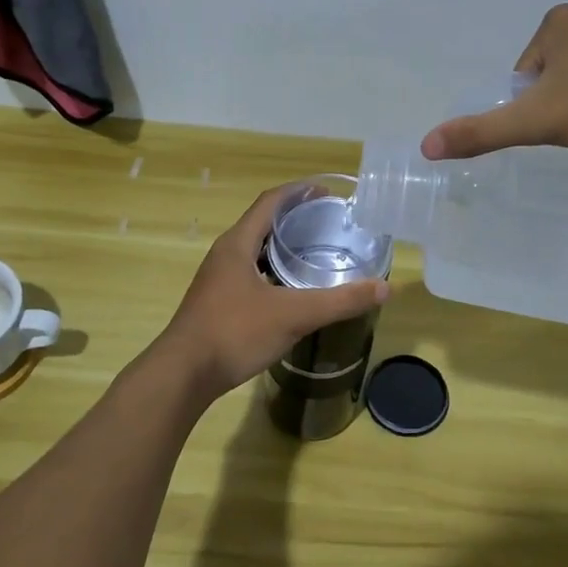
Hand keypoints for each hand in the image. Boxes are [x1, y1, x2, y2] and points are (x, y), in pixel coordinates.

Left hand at [155, 184, 389, 399]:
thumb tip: (384, 287)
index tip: (326, 191)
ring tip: (316, 252)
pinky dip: (274, 272)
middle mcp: (225, 254)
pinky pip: (251, 274)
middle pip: (262, 223)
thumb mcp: (293, 315)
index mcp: (238, 244)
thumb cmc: (234, 333)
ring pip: (256, 251)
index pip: (270, 202)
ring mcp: (218, 280)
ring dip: (283, 247)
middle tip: (329, 223)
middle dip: (295, 219)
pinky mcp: (217, 302)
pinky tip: (292, 290)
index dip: (298, 192)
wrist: (183, 375)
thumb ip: (340, 301)